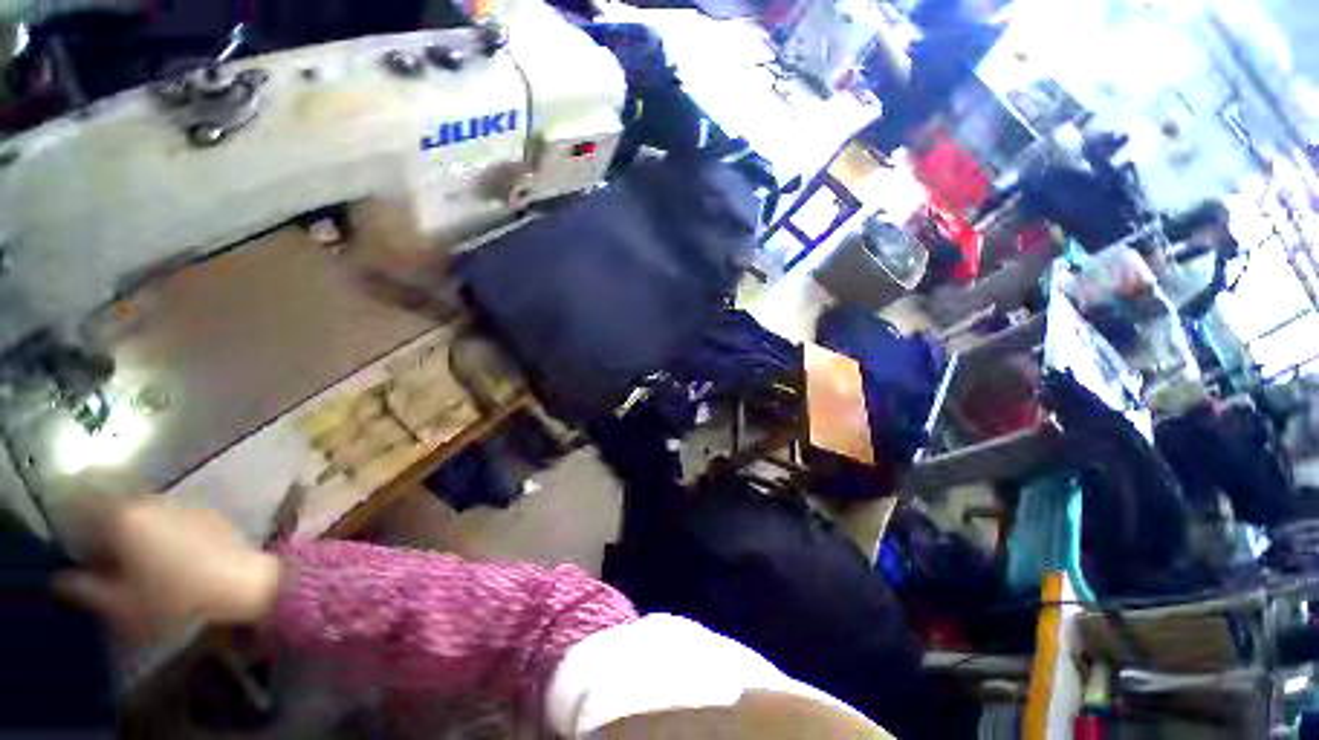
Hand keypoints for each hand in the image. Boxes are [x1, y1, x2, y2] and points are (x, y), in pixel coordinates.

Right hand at [56, 498, 280, 641]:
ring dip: (131, 531)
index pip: (83, 503)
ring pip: (141, 512)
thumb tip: (61, 578)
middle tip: (102, 560)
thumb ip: (84, 589)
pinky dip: (157, 531)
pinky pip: (168, 517)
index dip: (72, 521)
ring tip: (133, 563)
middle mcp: (151, 500)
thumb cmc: (176, 595)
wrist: (243, 581)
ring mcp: (181, 503)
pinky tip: (165, 557)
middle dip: (102, 530)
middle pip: (113, 507)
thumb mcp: (121, 603)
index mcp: (124, 516)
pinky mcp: (205, 511)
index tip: (72, 544)